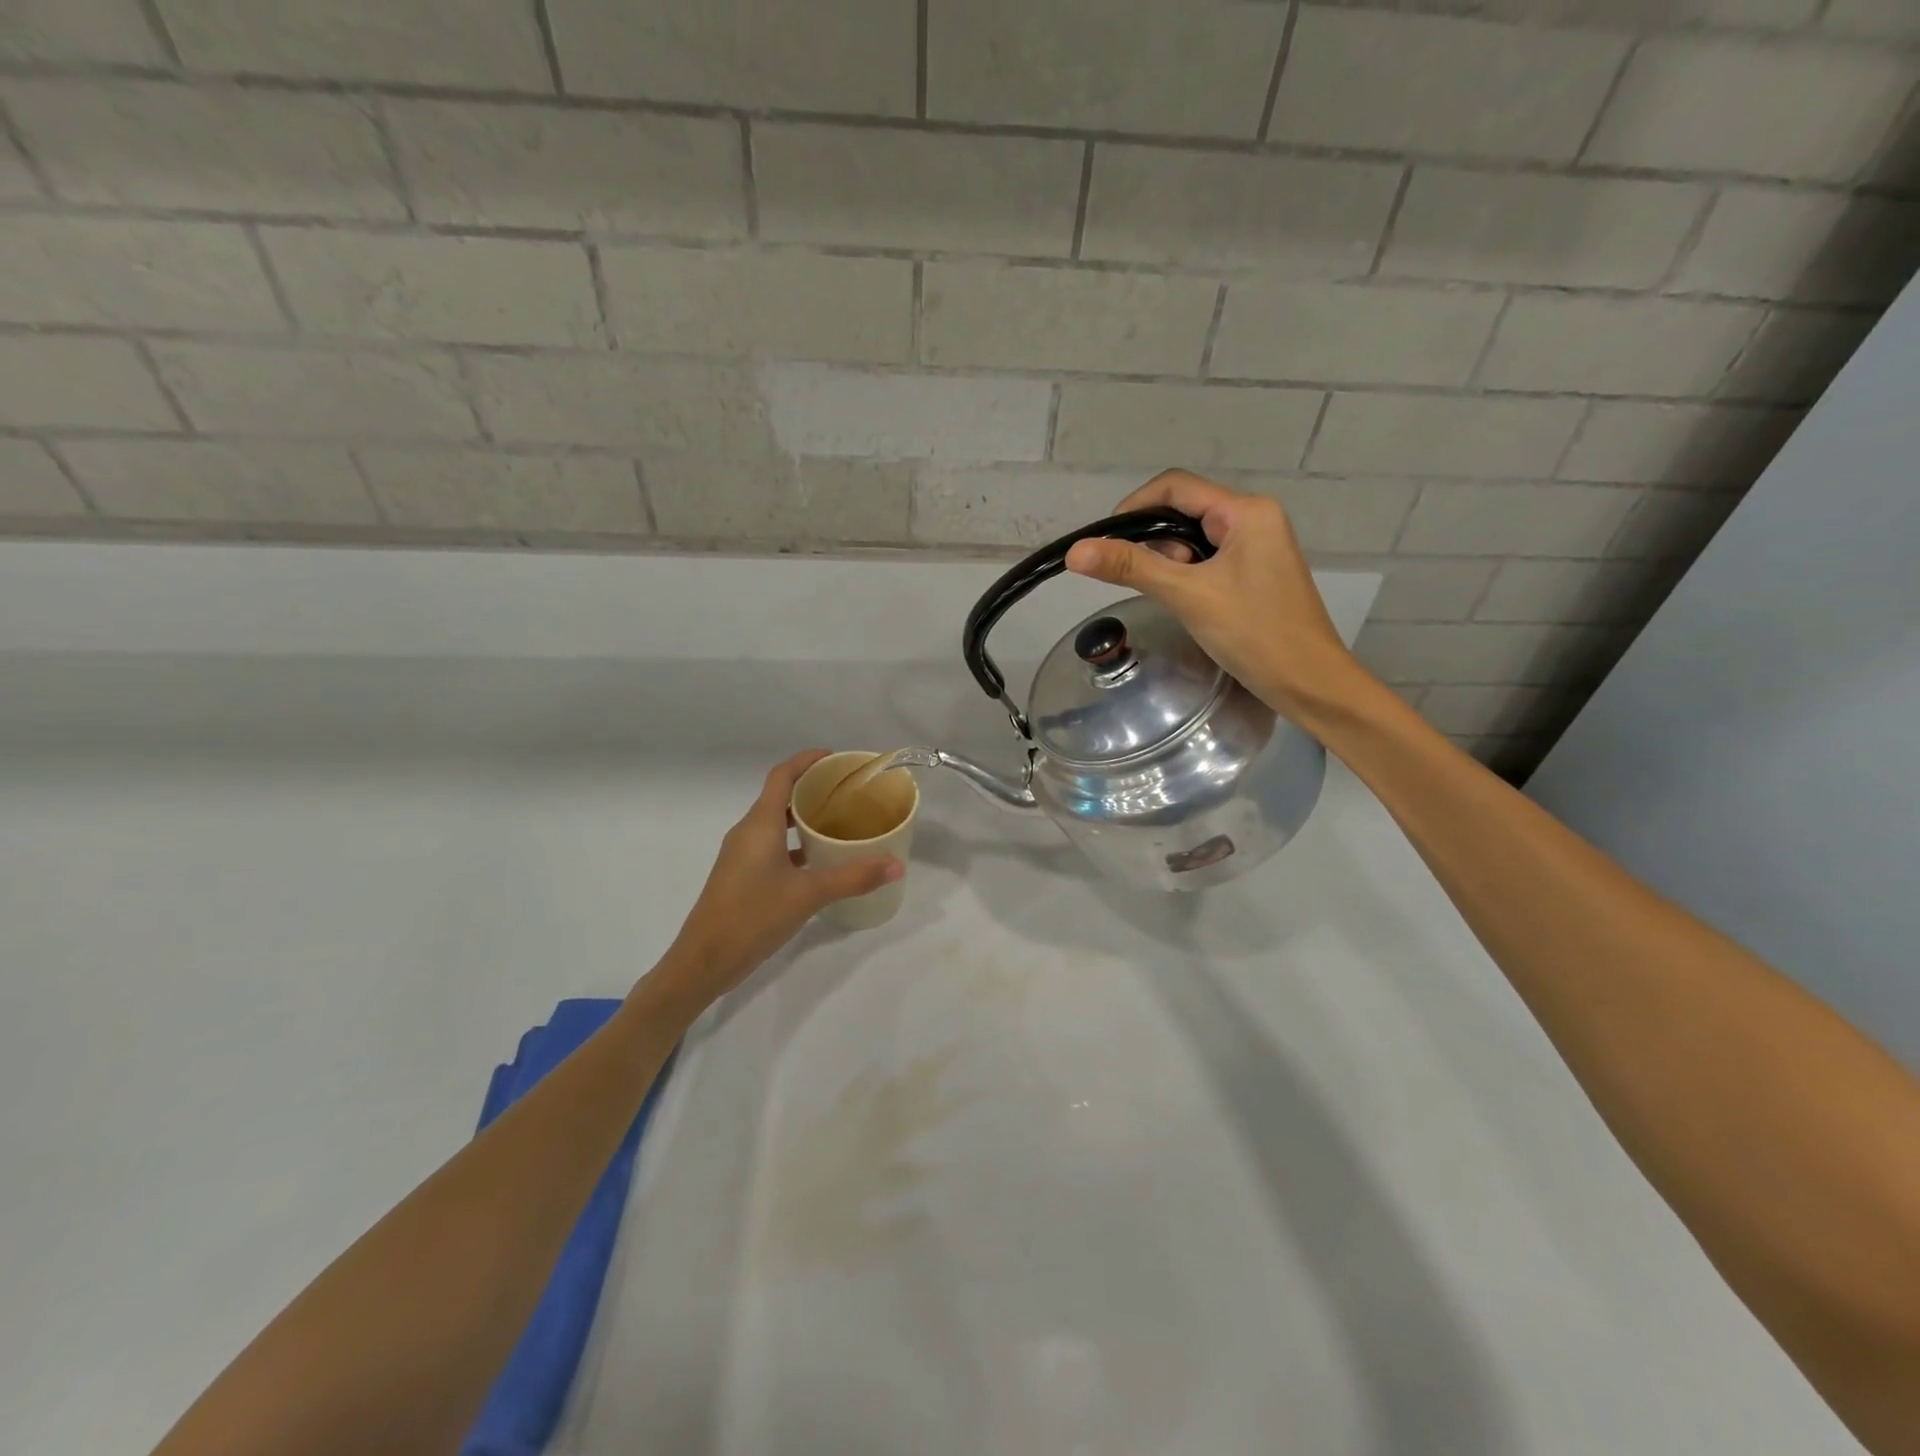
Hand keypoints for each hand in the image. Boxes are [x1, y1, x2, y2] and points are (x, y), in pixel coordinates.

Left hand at [657, 751, 902, 1007]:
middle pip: (780, 795)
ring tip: (839, 822)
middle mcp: (747, 831)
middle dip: (812, 788)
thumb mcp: (809, 895)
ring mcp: (741, 854)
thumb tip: (896, 866)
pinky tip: (818, 859)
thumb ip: (853, 877)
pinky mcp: (741, 874)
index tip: (836, 758)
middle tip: (848, 792)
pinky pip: (771, 845)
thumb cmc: (753, 916)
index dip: (807, 760)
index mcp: (760, 824)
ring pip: (775, 822)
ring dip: (803, 817)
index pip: (782, 775)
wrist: (704, 960)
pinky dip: (794, 843)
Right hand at [1064, 470, 1368, 726]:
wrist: (1309, 683)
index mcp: (1246, 511)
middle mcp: (1255, 519)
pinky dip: (1188, 576)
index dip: (1133, 508)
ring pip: (1195, 539)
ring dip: (1171, 562)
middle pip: (1184, 511)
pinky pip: (1209, 561)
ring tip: (1171, 597)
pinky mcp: (1256, 573)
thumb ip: (1131, 568)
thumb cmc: (1254, 633)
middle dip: (1154, 542)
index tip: (1105, 544)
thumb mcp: (1188, 595)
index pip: (1175, 487)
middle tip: (1142, 580)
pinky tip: (1186, 603)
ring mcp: (1258, 547)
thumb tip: (1075, 551)